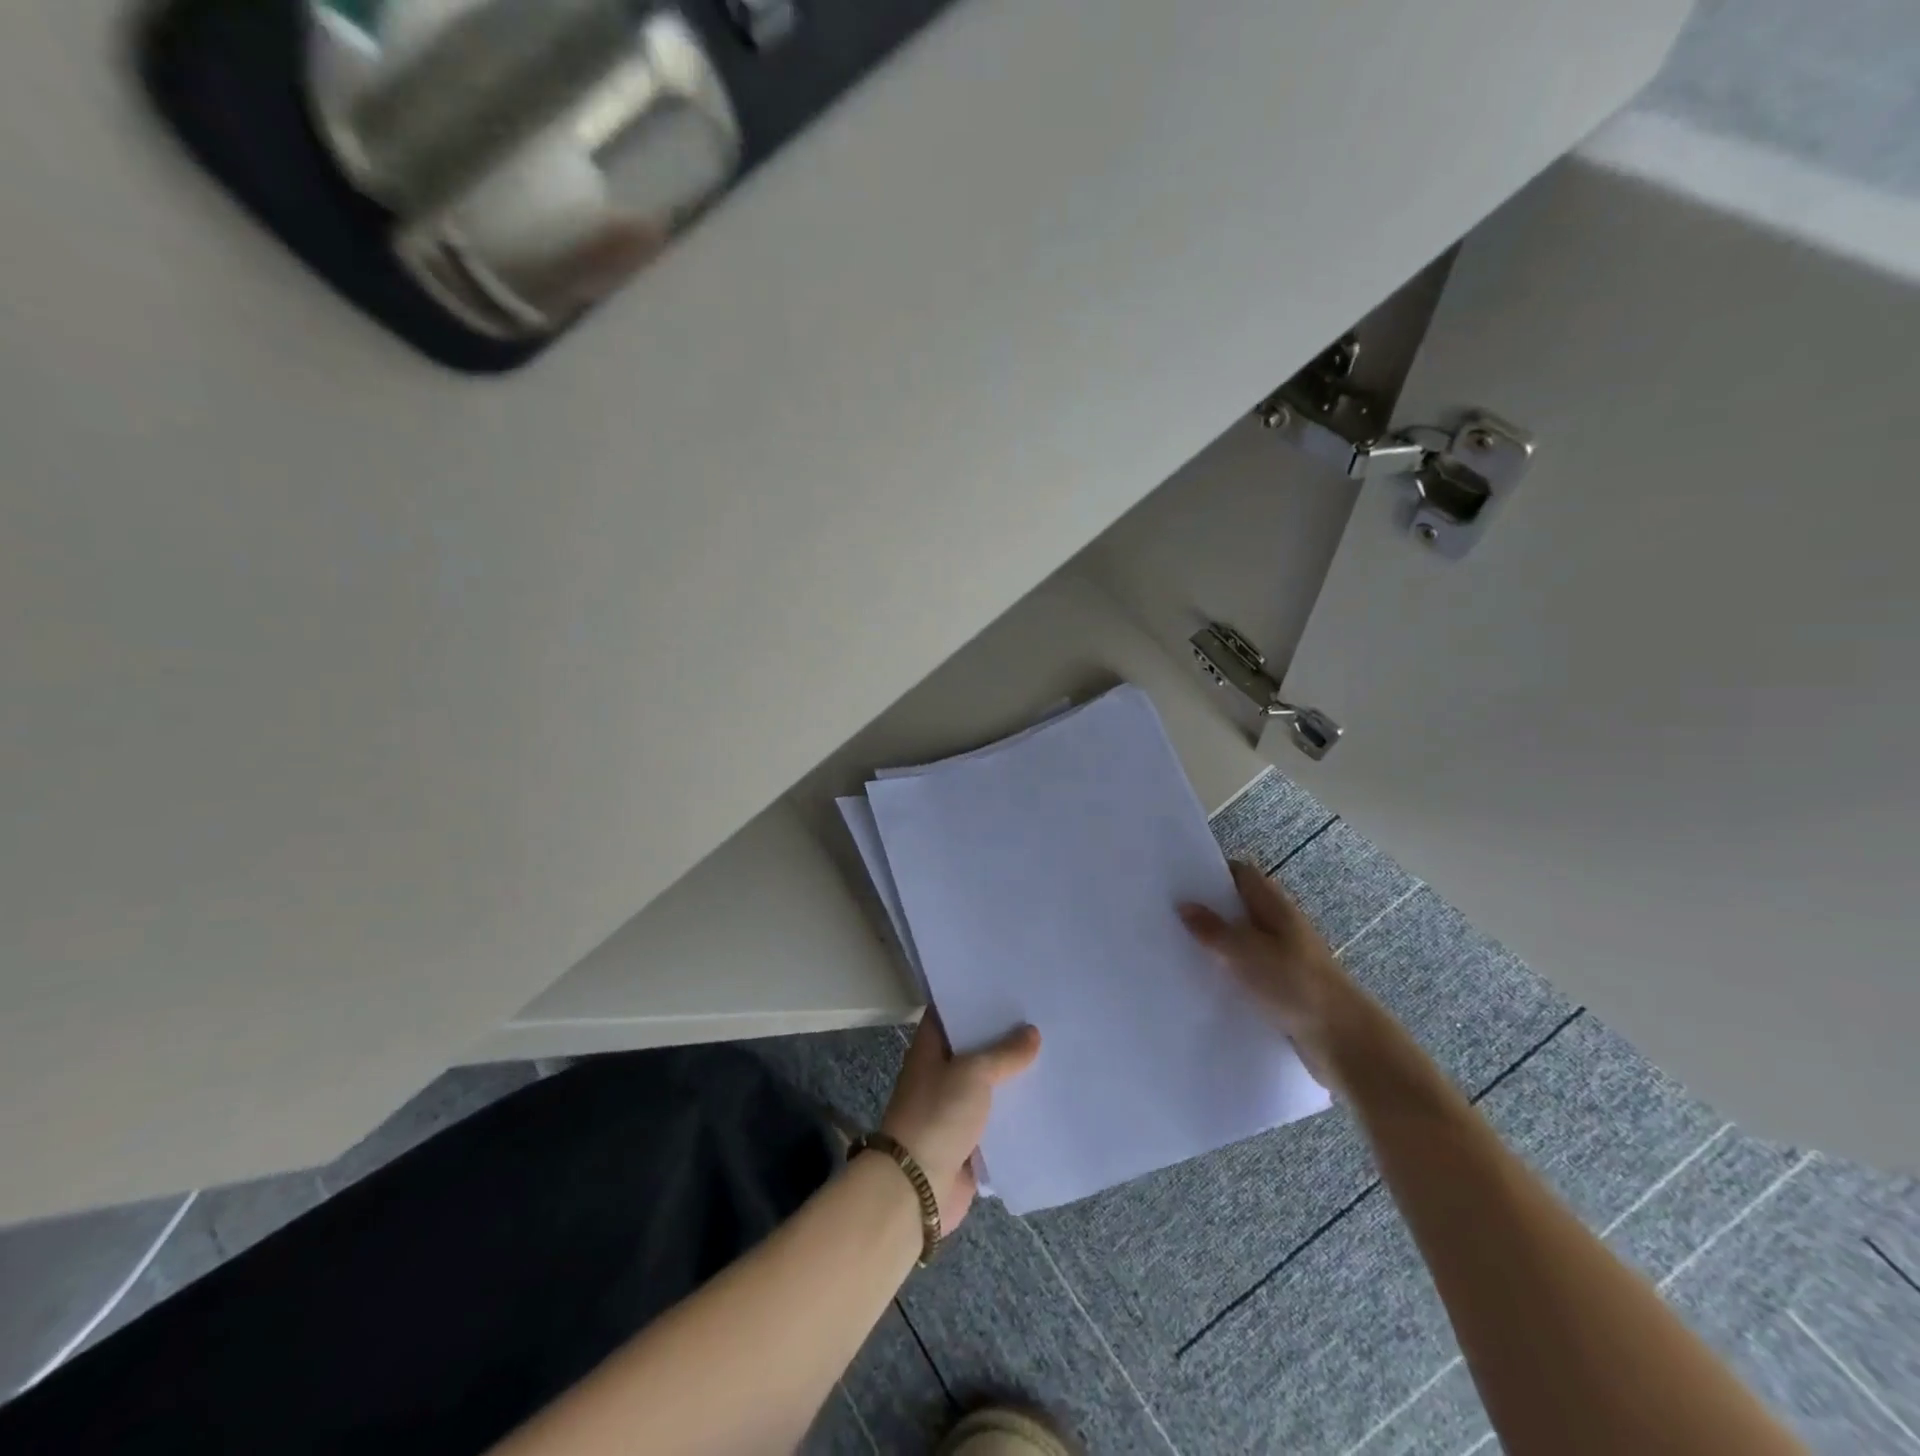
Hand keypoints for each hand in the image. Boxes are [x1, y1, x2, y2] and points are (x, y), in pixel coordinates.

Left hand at [878, 1012, 1040, 1228]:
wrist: (919, 1187)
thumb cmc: (938, 1115)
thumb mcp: (973, 1073)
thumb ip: (1004, 1053)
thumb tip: (1032, 1032)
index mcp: (930, 1048)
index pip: (951, 1011)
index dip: (974, 997)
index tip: (1007, 983)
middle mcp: (941, 1073)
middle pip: (975, 1047)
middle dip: (1004, 1036)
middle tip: (1042, 1015)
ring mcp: (954, 1107)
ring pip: (989, 1083)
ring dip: (1014, 1075)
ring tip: (1053, 1051)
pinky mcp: (970, 1140)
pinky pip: (998, 1119)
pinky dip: (1017, 1112)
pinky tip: (1046, 1098)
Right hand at [1180, 860, 1379, 1094]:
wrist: (1342, 1039)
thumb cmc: (1294, 983)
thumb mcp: (1245, 952)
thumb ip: (1212, 928)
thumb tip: (1184, 905)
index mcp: (1275, 906)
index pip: (1242, 874)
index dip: (1212, 872)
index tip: (1180, 880)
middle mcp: (1281, 926)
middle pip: (1240, 907)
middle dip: (1209, 910)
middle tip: (1169, 915)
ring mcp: (1285, 957)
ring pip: (1244, 941)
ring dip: (1218, 944)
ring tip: (1178, 948)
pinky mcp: (1285, 987)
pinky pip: (1250, 970)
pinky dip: (1230, 972)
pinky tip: (1205, 982)